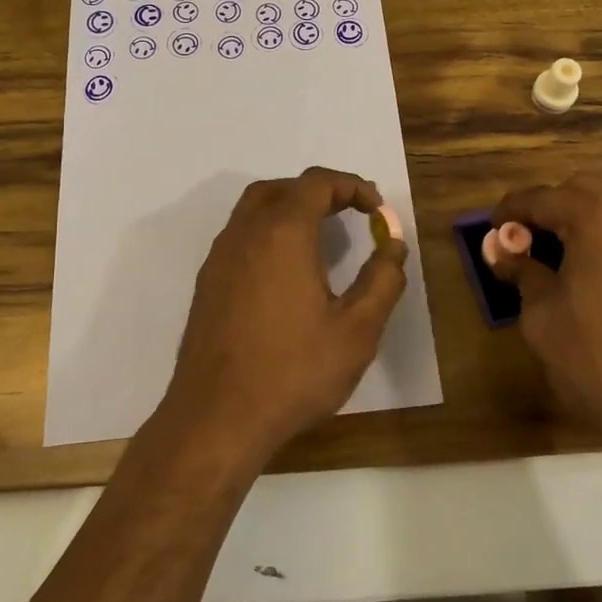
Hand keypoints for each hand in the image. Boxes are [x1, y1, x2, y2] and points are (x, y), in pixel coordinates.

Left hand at [161, 167, 408, 463]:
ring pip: (255, 208)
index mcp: (283, 233)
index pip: (317, 183)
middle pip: (282, 188)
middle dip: (320, 191)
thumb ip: (382, 280)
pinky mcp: (208, 281)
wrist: (216, 418)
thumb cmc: (293, 372)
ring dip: (290, 208)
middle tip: (350, 212)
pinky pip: (241, 235)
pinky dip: (269, 231)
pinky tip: (286, 270)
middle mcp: (246, 233)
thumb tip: (393, 245)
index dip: (351, 186)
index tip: (376, 208)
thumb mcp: (357, 331)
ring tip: (321, 235)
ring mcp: (221, 256)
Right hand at [491, 165, 601, 499]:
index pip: (543, 197)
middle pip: (587, 189)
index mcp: (599, 218)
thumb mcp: (544, 321)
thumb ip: (522, 273)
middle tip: (536, 241)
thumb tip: (502, 249)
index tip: (497, 227)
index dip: (513, 209)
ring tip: (588, 242)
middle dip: (555, 208)